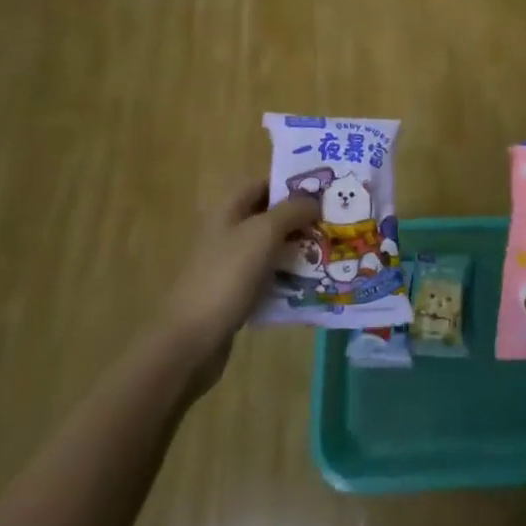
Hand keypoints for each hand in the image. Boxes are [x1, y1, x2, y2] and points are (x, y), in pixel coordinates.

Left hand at [169, 181, 320, 394]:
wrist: (192, 341)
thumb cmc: (227, 276)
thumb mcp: (263, 233)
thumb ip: (292, 210)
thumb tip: (314, 199)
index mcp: (228, 211)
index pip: (262, 185)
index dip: (290, 184)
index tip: (324, 191)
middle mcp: (227, 233)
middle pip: (268, 217)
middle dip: (300, 219)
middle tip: (334, 223)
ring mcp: (229, 266)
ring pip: (270, 249)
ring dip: (297, 249)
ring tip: (330, 252)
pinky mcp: (235, 295)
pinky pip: (267, 278)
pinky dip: (287, 278)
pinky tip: (311, 284)